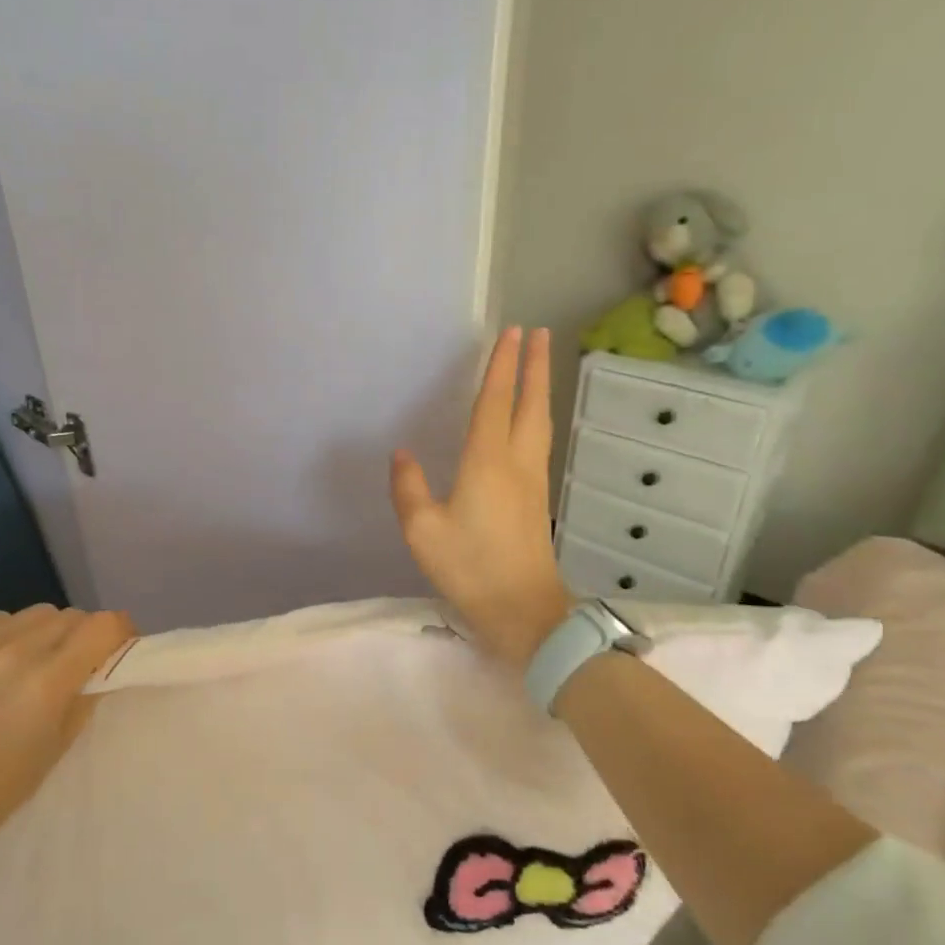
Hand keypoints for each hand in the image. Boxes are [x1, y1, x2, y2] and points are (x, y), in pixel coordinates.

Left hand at [0, 606, 134, 863]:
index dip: (120, 630)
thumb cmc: (2, 787)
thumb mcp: (60, 744)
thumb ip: (87, 694)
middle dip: (82, 634)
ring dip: (44, 632)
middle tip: (75, 661)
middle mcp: (12, 652)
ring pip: (32, 613)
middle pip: (69, 615)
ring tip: (31, 661)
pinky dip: (6, 634)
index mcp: (47, 681)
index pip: (102, 625)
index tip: (119, 646)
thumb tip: (102, 665)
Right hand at [391, 327, 573, 666]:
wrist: (524, 611)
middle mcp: (517, 462)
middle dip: (534, 366)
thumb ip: (408, 488)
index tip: (511, 333)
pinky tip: (530, 423)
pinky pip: (539, 442)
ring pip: (540, 423)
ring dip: (540, 389)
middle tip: (537, 333)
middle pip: (531, 404)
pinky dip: (537, 417)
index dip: (502, 366)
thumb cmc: (470, 568)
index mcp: (488, 462)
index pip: (496, 402)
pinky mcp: (538, 500)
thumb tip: (403, 454)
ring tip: (540, 366)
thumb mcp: (422, 530)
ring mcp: (533, 481)